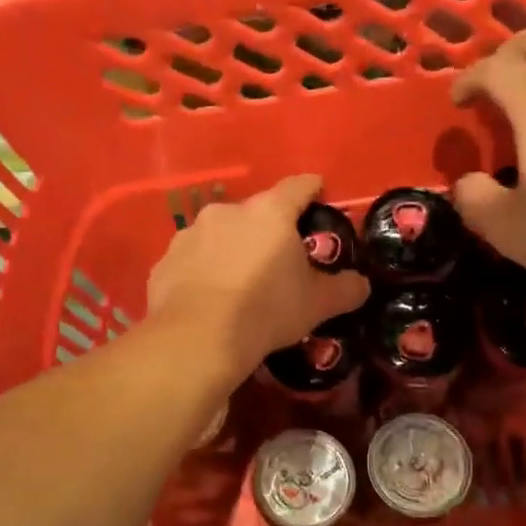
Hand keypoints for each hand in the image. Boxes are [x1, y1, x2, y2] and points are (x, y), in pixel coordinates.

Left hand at [145, 174, 368, 379]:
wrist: (198, 338)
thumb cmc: (266, 310)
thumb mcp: (317, 304)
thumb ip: (344, 289)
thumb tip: (361, 284)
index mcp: (269, 213)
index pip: (298, 187)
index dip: (311, 189)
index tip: (318, 194)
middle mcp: (227, 212)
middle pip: (255, 213)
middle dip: (267, 231)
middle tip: (277, 259)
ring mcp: (190, 234)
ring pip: (218, 235)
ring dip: (230, 250)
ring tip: (237, 283)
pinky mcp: (165, 261)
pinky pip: (191, 261)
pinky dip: (201, 272)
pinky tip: (207, 299)